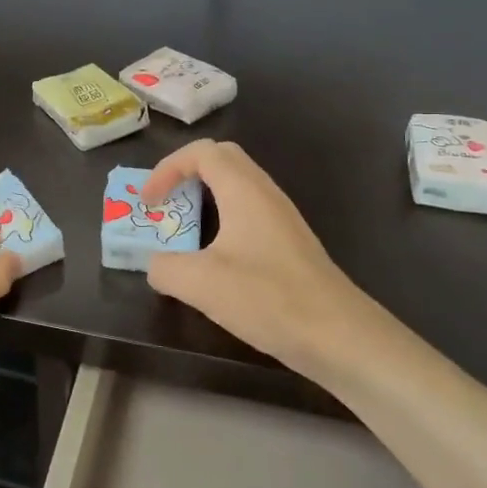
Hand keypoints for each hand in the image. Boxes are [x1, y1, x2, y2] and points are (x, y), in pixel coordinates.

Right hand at [143, 140, 373, 379]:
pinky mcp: (288, 243)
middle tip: (164, 204)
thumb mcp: (200, 284)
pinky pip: (247, 213)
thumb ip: (164, 268)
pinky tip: (213, 257)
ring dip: (203, 198)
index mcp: (243, 190)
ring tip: (182, 228)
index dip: (166, 168)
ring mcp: (281, 218)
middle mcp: (265, 193)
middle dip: (184, 174)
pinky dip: (221, 221)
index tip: (148, 202)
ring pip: (236, 187)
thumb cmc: (267, 298)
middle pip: (221, 160)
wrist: (338, 336)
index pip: (201, 152)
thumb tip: (155, 264)